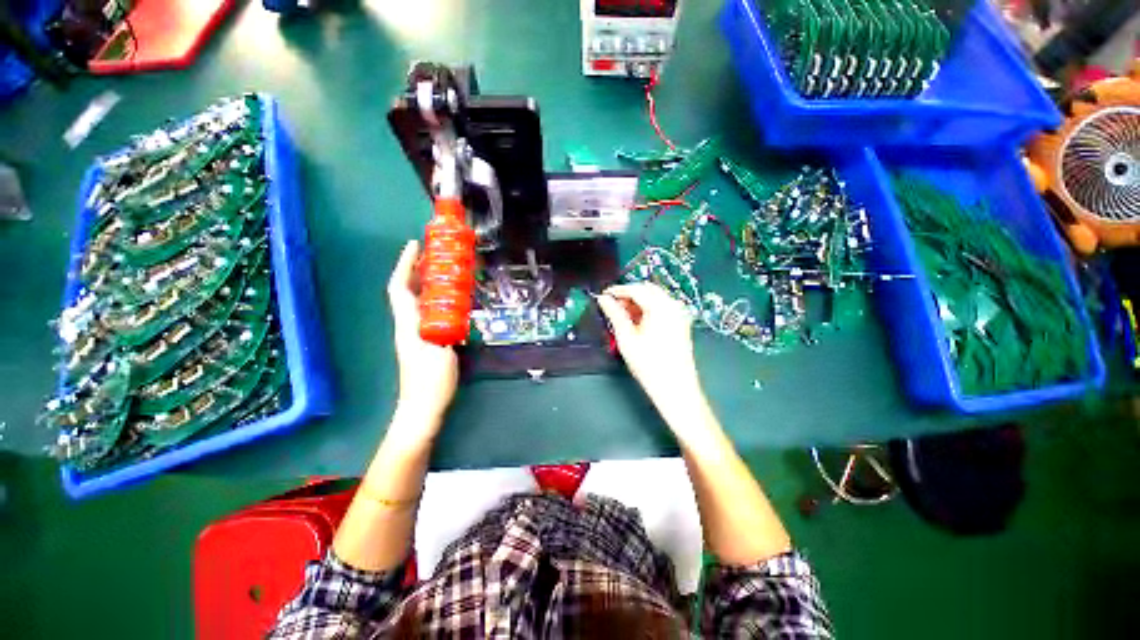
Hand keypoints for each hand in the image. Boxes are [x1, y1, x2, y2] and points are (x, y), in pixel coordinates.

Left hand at [387, 240, 458, 430]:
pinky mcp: (422, 342)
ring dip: (425, 283)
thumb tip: (455, 312)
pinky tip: (449, 301)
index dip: (405, 265)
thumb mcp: (444, 354)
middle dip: (416, 269)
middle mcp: (407, 326)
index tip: (415, 245)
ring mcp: (413, 335)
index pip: (400, 288)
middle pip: (406, 291)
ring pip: (416, 301)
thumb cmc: (431, 383)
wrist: (421, 409)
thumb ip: (448, 331)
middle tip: (434, 254)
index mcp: (409, 326)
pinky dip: (434, 300)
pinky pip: (425, 312)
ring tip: (443, 271)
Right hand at [597, 282, 703, 414]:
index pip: (636, 288)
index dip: (617, 290)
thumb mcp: (626, 338)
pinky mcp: (681, 323)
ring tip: (622, 316)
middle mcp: (673, 305)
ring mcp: (680, 314)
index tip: (603, 295)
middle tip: (611, 306)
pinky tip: (637, 322)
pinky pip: (662, 307)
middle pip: (647, 290)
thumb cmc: (650, 365)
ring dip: (638, 302)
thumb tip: (604, 299)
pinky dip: (648, 309)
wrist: (675, 388)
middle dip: (628, 295)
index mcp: (660, 306)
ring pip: (655, 298)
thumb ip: (614, 314)